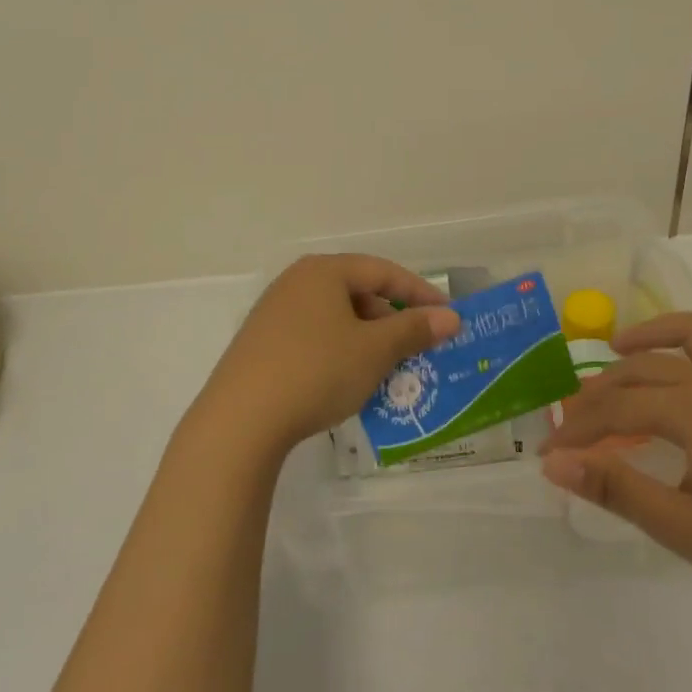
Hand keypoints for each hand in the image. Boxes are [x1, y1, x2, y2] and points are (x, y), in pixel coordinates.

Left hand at [190, 254, 460, 461]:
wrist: (241, 420)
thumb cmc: (317, 371)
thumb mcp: (374, 351)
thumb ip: (414, 330)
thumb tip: (451, 317)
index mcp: (323, 271)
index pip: (383, 272)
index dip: (420, 293)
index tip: (448, 316)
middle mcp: (295, 282)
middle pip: (357, 292)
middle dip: (391, 320)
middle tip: (415, 347)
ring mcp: (273, 312)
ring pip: (335, 317)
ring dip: (366, 339)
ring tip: (385, 368)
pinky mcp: (260, 343)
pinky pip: (313, 337)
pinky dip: (339, 351)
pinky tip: (346, 381)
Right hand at [543, 304, 691, 616]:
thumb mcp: (680, 523)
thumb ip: (613, 486)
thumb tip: (554, 463)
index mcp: (689, 409)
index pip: (615, 410)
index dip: (577, 430)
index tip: (550, 452)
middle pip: (643, 370)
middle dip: (600, 392)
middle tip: (574, 419)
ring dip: (652, 333)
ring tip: (619, 345)